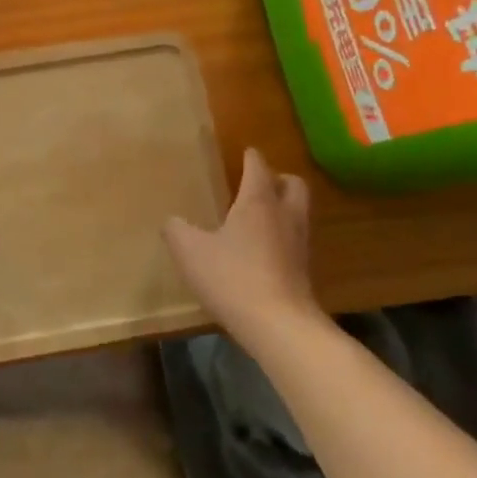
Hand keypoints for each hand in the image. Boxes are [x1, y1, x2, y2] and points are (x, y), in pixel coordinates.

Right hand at [163, 148, 315, 338]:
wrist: (279, 325)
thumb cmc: (233, 277)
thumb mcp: (191, 252)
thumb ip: (177, 231)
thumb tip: (171, 221)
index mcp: (257, 202)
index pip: (258, 167)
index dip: (251, 157)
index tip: (245, 152)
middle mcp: (284, 215)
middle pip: (293, 184)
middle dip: (278, 178)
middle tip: (259, 183)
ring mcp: (299, 243)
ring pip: (298, 212)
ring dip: (284, 207)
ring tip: (260, 216)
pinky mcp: (305, 271)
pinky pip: (296, 240)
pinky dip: (283, 236)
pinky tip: (264, 250)